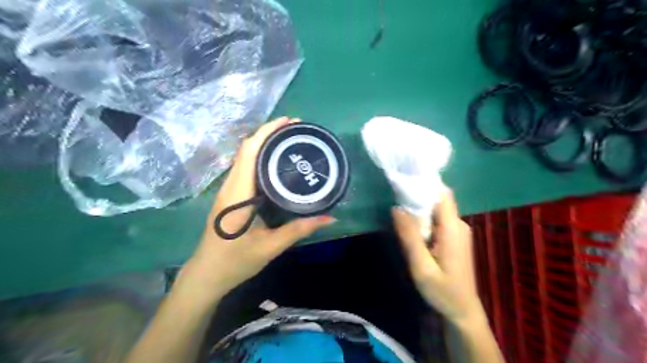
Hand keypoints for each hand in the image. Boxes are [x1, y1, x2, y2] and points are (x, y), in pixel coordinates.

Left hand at [182, 116, 333, 299]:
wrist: (207, 275)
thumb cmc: (235, 261)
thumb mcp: (271, 246)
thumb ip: (300, 229)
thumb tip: (330, 218)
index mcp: (237, 193)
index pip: (249, 151)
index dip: (267, 132)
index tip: (290, 122)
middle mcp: (231, 186)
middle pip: (247, 149)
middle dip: (270, 133)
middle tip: (298, 130)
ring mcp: (229, 190)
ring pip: (245, 157)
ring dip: (265, 144)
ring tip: (290, 141)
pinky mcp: (231, 195)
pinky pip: (246, 168)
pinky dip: (261, 158)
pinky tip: (277, 164)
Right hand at [392, 191, 482, 323]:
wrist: (462, 311)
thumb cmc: (442, 291)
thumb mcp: (421, 267)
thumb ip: (409, 237)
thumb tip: (396, 208)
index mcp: (453, 229)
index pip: (442, 194)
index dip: (424, 185)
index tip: (404, 182)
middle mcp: (458, 224)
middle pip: (438, 200)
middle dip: (417, 198)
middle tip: (396, 202)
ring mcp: (458, 230)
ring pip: (436, 209)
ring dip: (419, 210)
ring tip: (400, 215)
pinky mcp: (454, 236)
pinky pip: (438, 219)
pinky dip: (424, 220)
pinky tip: (412, 229)